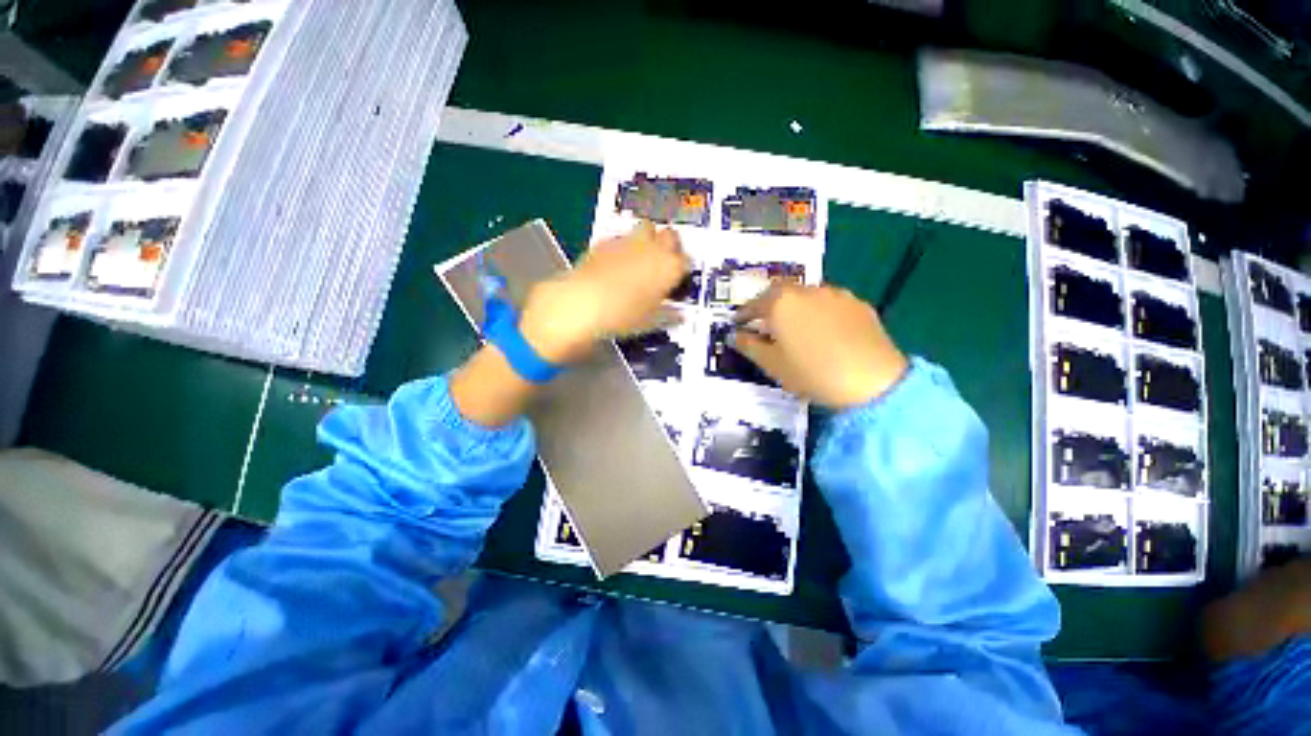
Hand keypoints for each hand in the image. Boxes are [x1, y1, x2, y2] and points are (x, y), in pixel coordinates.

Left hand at [519, 221, 688, 363]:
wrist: (583, 303)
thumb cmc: (623, 316)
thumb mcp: (651, 321)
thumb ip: (668, 314)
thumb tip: (679, 315)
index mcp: (670, 267)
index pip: (686, 261)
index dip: (681, 269)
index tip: (676, 279)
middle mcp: (654, 248)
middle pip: (671, 235)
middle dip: (669, 245)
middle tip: (662, 262)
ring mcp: (629, 241)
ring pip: (647, 228)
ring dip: (648, 239)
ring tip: (640, 257)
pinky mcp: (606, 241)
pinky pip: (622, 237)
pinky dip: (623, 246)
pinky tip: (615, 262)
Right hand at [732, 283, 908, 408]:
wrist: (874, 380)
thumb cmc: (812, 373)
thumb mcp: (772, 364)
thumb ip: (750, 346)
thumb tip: (735, 335)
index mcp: (781, 303)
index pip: (754, 304)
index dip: (743, 314)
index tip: (737, 323)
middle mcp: (807, 291)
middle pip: (780, 292)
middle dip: (769, 305)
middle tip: (764, 321)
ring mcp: (836, 294)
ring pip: (807, 295)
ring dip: (795, 306)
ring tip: (794, 325)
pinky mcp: (858, 304)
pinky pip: (830, 304)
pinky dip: (819, 312)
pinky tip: (824, 329)